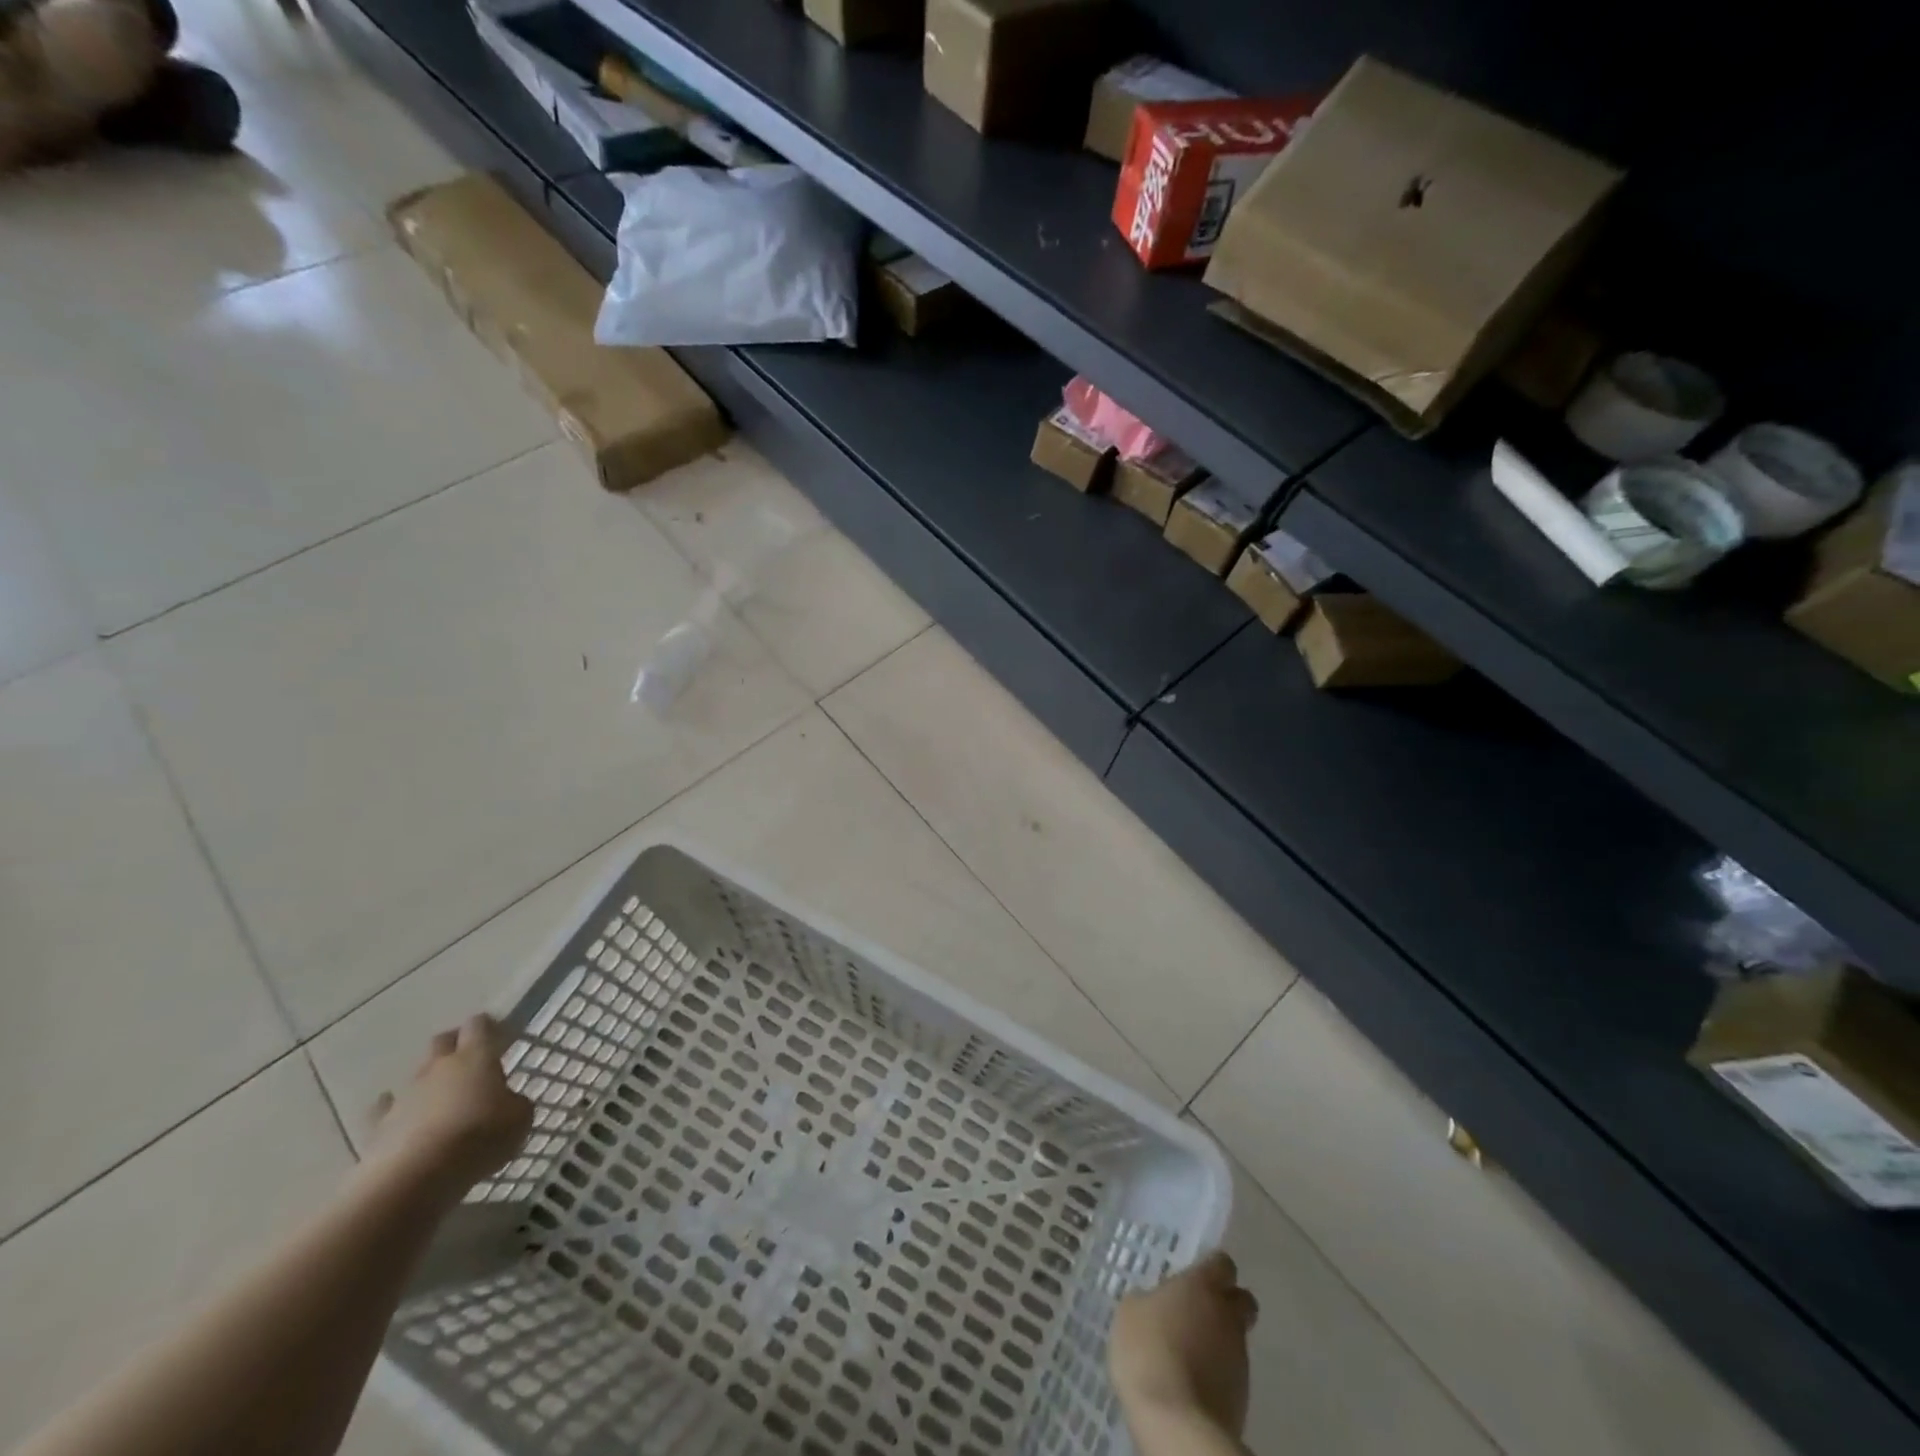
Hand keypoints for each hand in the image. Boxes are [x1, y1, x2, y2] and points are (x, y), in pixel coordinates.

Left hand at [362, 1015, 532, 1196]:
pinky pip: (385, 1109)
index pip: (479, 1025)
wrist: (414, 1179)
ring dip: (429, 1081)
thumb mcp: (520, 1119)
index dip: (489, 1026)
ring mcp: (405, 1095)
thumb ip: (515, 1103)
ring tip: (442, 1098)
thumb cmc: (479, 1137)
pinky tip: (403, 1118)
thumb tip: (506, 1103)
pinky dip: (395, 1109)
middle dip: (455, 1044)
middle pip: (442, 1041)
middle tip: (469, 1059)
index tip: (499, 1034)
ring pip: (417, 1075)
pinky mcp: (378, 1126)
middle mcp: (438, 1067)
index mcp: (475, 1056)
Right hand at [1109, 1251, 1258, 1435]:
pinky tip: (1192, 1382)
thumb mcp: (1130, 1312)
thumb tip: (1156, 1303)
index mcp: (1202, 1286)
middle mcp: (1227, 1316)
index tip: (1196, 1276)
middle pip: (1242, 1300)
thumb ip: (1149, 1300)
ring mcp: (1239, 1358)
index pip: (1222, 1263)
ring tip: (1189, 1354)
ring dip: (1219, 1341)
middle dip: (1228, 1303)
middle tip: (1200, 1312)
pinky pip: (1231, 1373)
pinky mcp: (1243, 1397)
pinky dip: (1217, 1373)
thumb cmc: (1148, 1351)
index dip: (1212, 1268)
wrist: (1177, 1423)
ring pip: (1236, 1338)